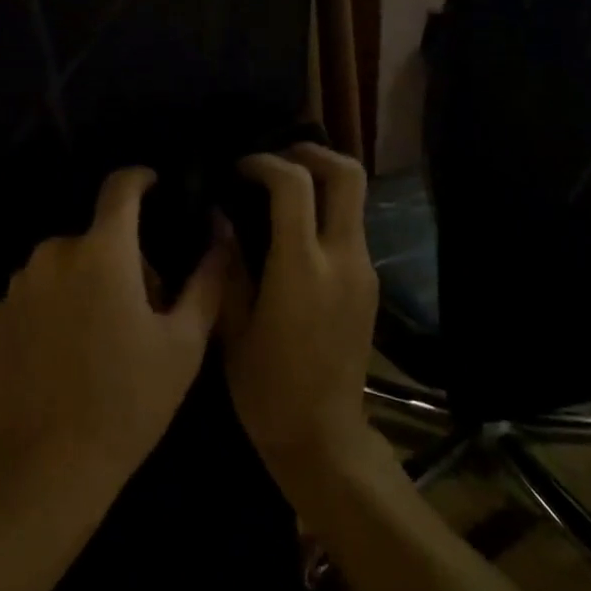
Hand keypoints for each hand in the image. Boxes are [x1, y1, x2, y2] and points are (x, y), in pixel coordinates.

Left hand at [0, 168, 225, 513]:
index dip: (140, 179)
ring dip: (87, 280)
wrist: (48, 464)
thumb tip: (221, 235)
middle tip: (142, 308)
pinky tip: (66, 352)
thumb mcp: (184, 343)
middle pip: (97, 235)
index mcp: (103, 250)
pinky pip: (37, 291)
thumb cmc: (129, 400)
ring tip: (102, 334)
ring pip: (65, 263)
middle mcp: (54, 253)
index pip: (120, 187)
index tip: (154, 185)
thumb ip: (207, 279)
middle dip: (122, 257)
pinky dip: (56, 304)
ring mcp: (19, 283)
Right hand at [219, 145, 380, 490]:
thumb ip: (229, 264)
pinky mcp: (370, 284)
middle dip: (312, 153)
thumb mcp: (233, 326)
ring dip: (321, 180)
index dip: (265, 163)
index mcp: (303, 268)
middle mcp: (343, 259)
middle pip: (348, 175)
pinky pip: (351, 227)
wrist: (324, 438)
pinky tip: (294, 229)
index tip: (239, 168)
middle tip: (276, 157)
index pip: (295, 186)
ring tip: (280, 189)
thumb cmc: (266, 388)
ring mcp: (364, 270)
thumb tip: (220, 217)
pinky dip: (326, 210)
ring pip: (355, 198)